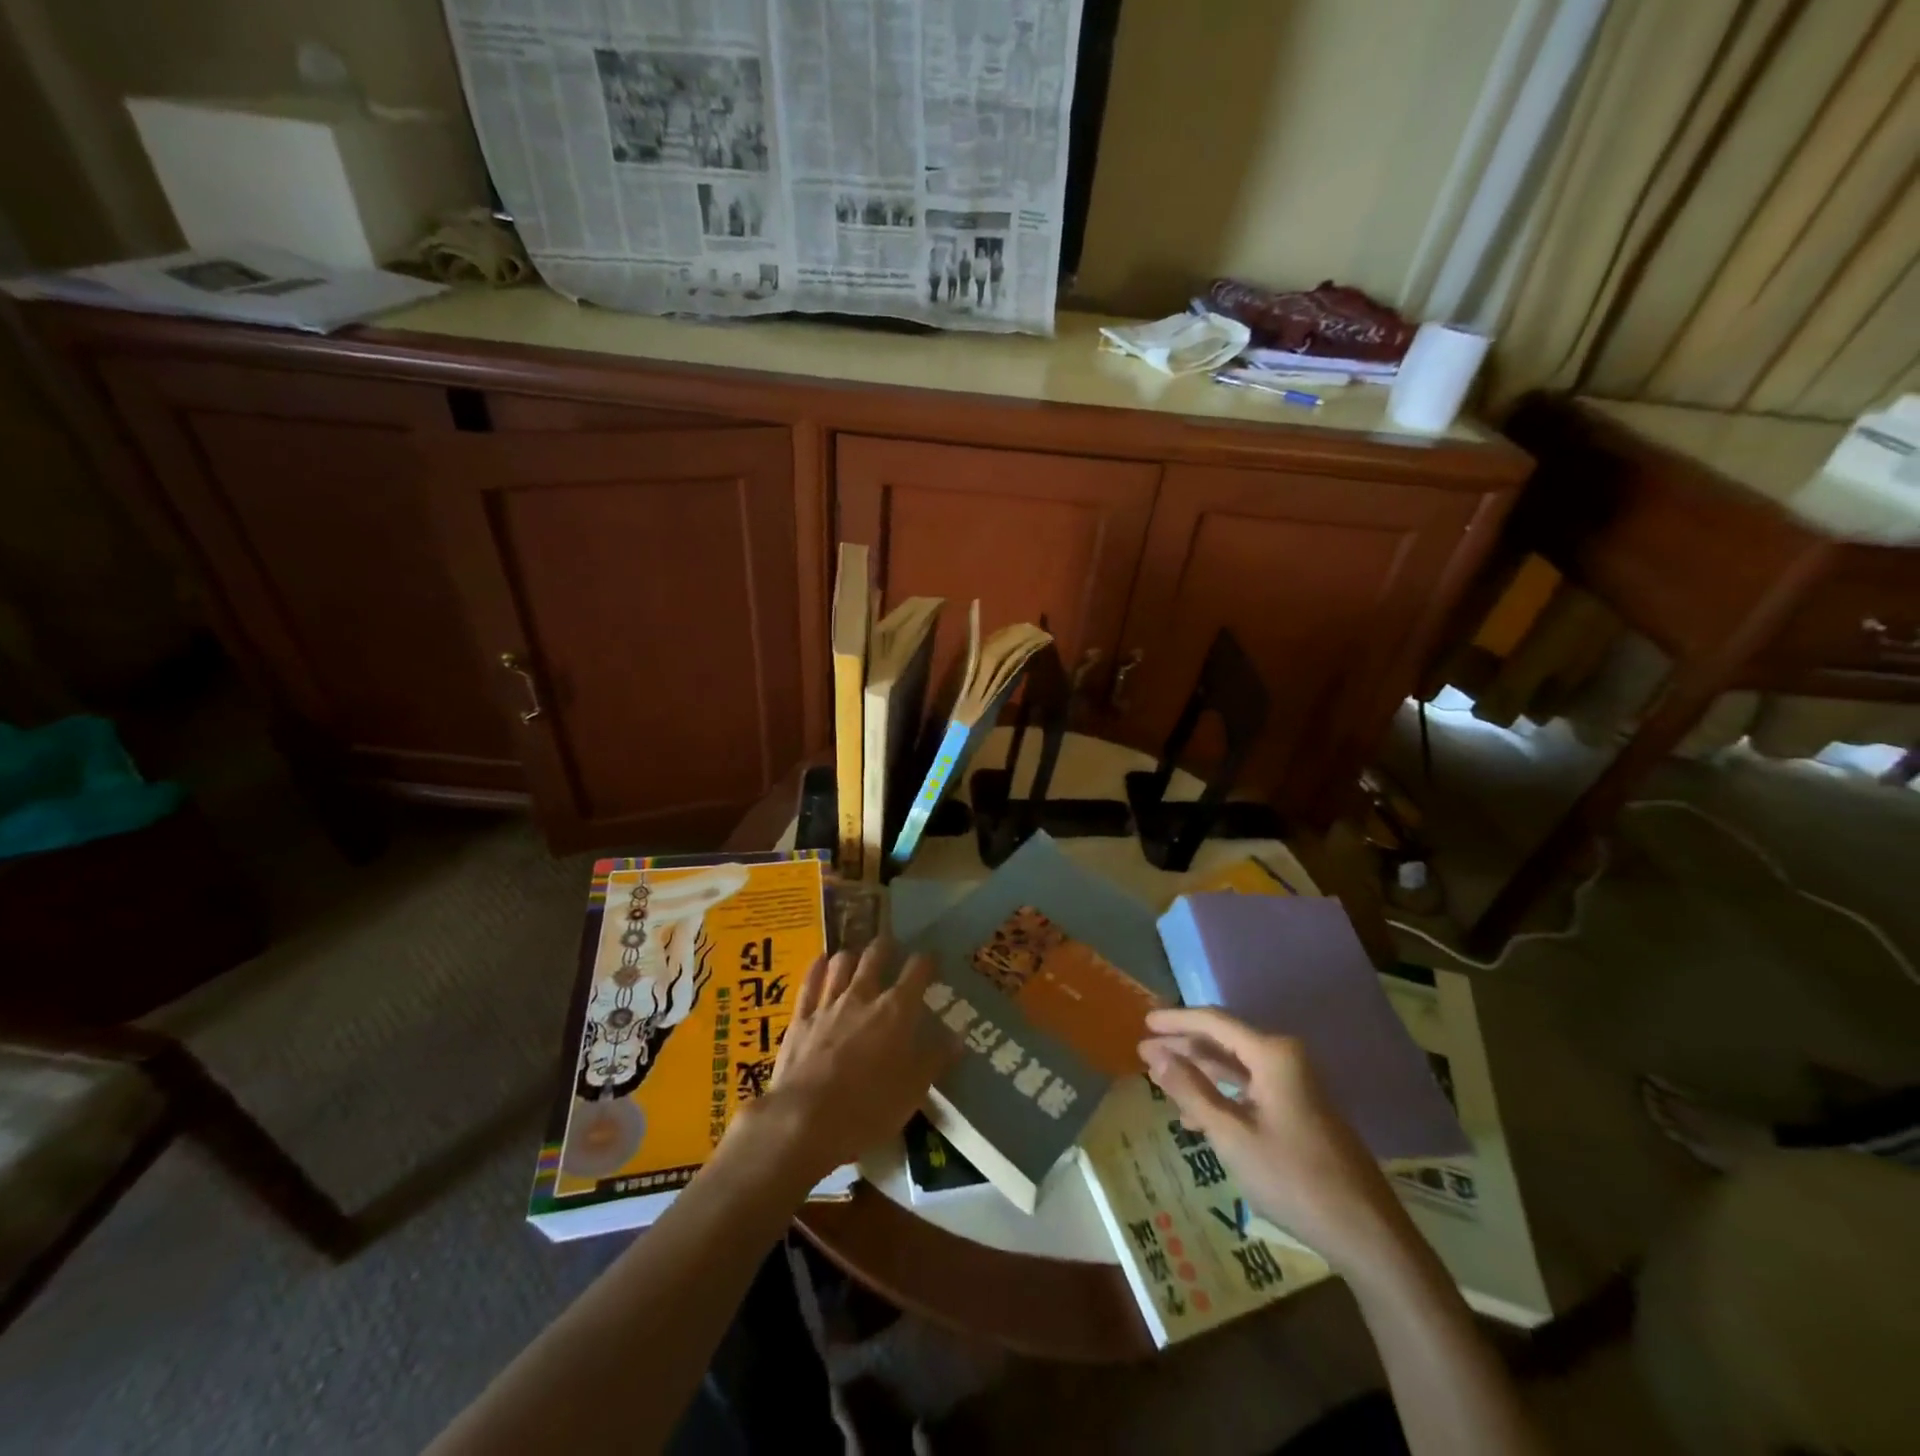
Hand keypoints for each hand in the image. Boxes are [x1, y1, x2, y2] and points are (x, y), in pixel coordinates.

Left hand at [735, 941, 954, 1185]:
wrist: (804, 1120)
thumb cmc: (867, 1109)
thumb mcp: (912, 1091)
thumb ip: (935, 1059)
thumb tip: (958, 1036)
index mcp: (896, 1011)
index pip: (917, 971)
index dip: (926, 961)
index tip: (932, 959)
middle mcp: (863, 996)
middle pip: (875, 956)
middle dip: (885, 947)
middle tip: (890, 946)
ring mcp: (828, 1004)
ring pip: (841, 963)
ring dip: (852, 955)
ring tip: (857, 956)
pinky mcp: (800, 1018)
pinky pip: (810, 982)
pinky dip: (818, 968)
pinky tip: (821, 961)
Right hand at [1139, 1007, 1418, 1275]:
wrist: (1366, 1233)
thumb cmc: (1293, 1178)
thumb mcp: (1232, 1135)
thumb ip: (1191, 1090)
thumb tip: (1156, 1056)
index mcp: (1272, 1054)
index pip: (1213, 1022)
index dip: (1176, 1020)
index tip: (1144, 1023)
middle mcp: (1285, 1058)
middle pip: (1223, 1041)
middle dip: (1183, 1046)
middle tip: (1143, 1051)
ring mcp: (1294, 1084)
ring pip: (1235, 1066)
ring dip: (1198, 1072)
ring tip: (1161, 1079)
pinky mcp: (1298, 1109)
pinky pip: (1250, 1088)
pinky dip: (1220, 1095)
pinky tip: (1195, 1115)